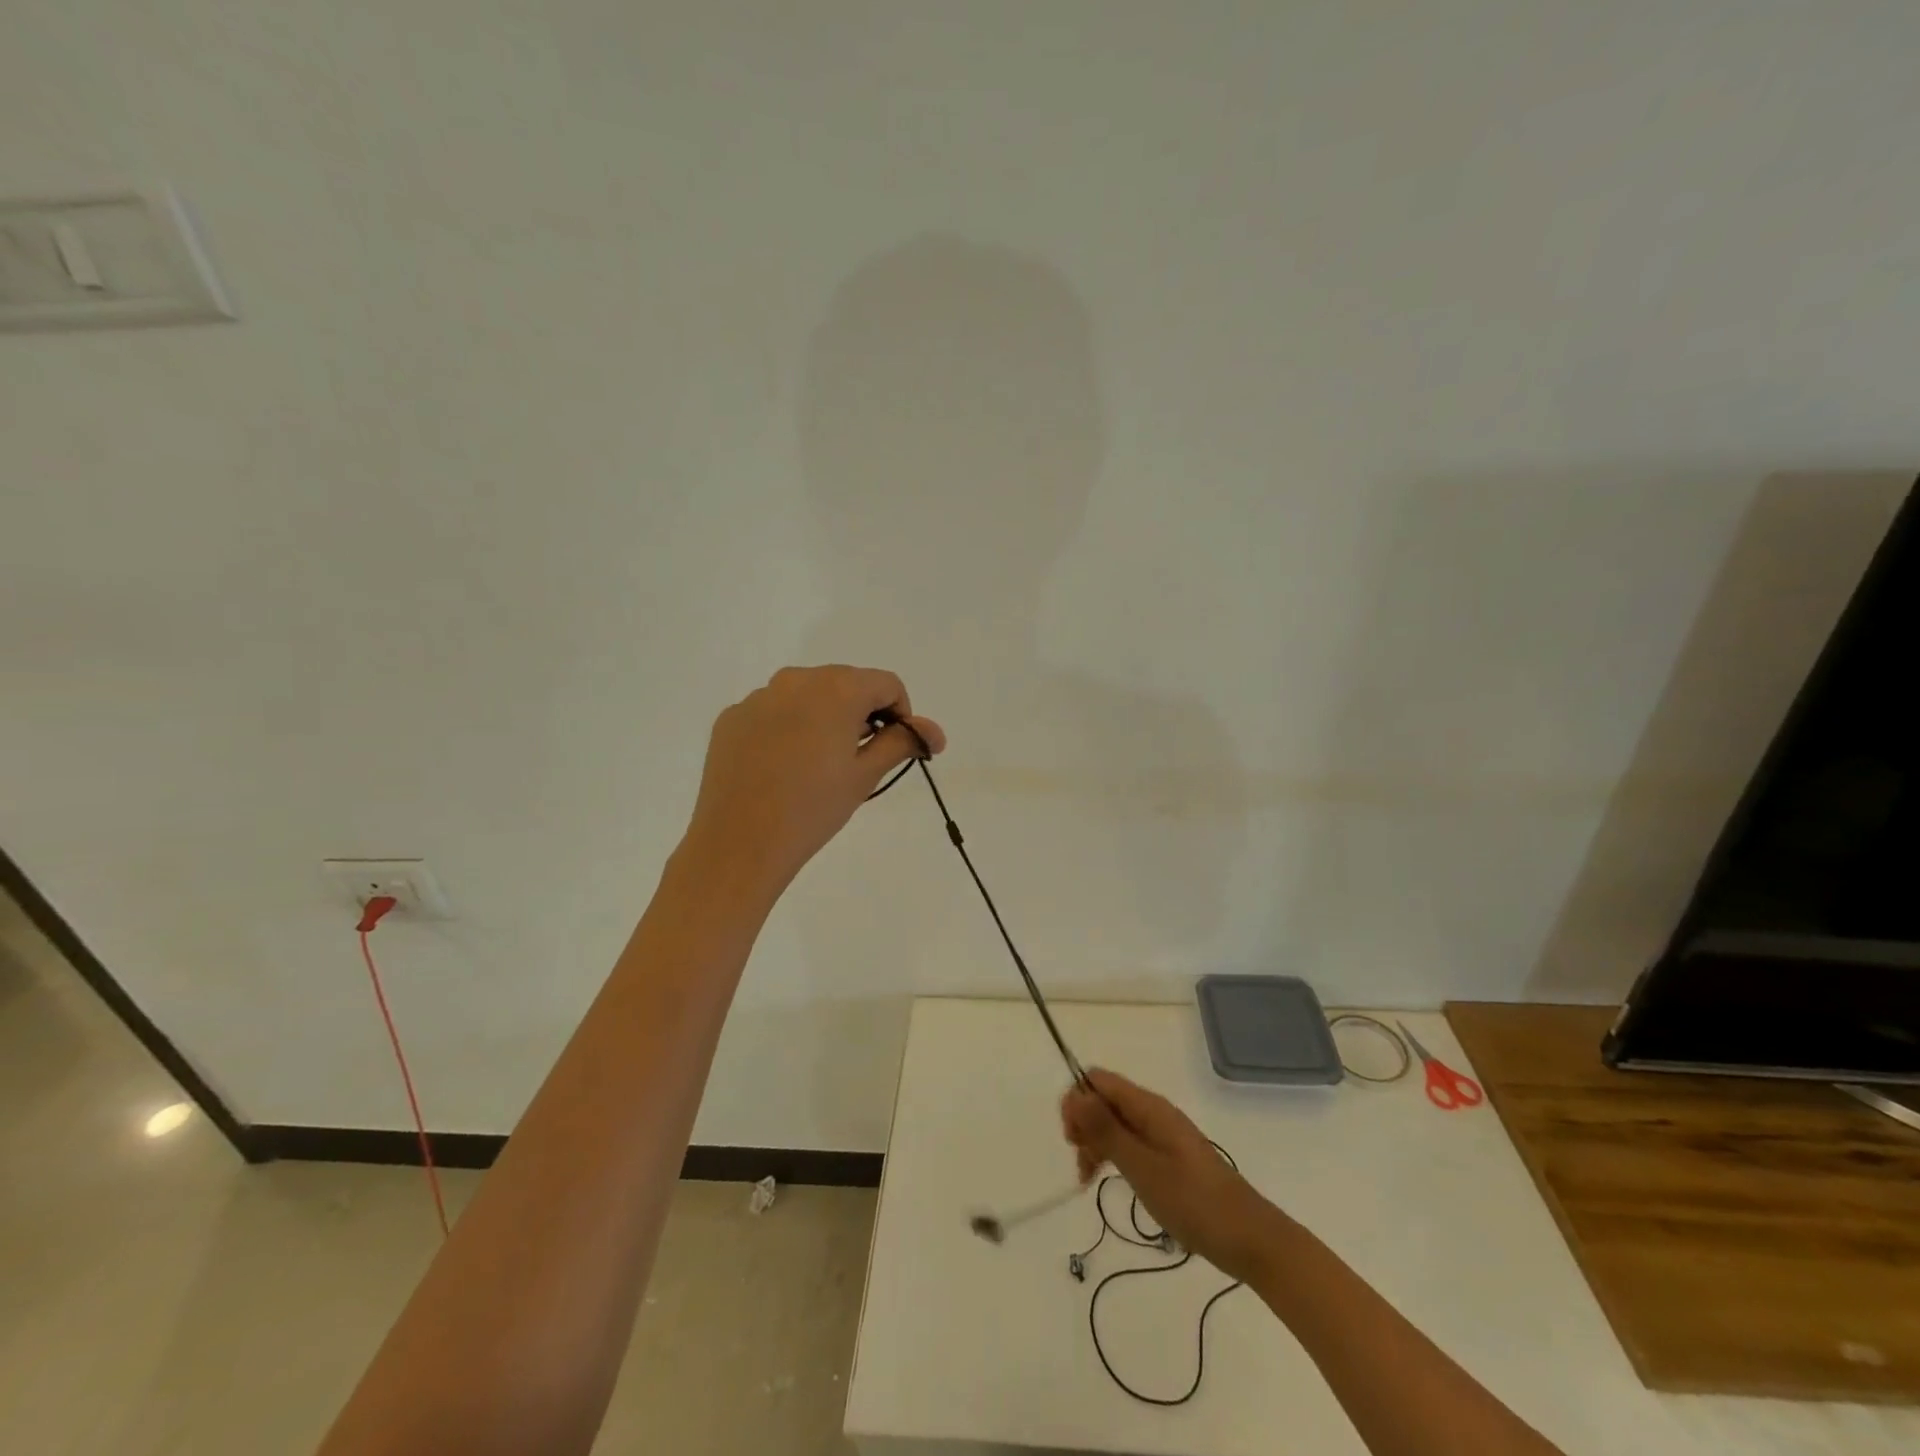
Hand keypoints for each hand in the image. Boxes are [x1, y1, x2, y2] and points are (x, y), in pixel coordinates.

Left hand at [682, 665, 944, 897]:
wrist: (740, 842)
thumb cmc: (813, 808)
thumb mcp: (865, 775)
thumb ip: (902, 742)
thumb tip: (935, 732)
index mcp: (837, 689)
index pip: (887, 683)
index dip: (901, 712)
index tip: (895, 747)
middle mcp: (797, 680)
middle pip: (846, 683)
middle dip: (862, 712)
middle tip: (859, 758)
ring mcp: (759, 697)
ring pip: (807, 695)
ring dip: (824, 717)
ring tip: (818, 764)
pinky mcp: (732, 717)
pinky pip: (773, 711)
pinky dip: (788, 727)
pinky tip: (782, 767)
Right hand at [1061, 1069, 1280, 1283]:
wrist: (1249, 1238)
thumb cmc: (1194, 1202)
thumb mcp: (1143, 1167)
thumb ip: (1106, 1130)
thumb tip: (1074, 1094)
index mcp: (1149, 1107)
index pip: (1099, 1080)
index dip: (1077, 1100)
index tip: (1073, 1139)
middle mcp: (1154, 1112)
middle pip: (1104, 1100)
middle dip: (1084, 1124)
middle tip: (1082, 1163)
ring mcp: (1162, 1135)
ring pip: (1115, 1123)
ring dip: (1095, 1143)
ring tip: (1089, 1178)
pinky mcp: (1168, 1157)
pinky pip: (1130, 1142)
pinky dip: (1113, 1156)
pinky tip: (1108, 1180)